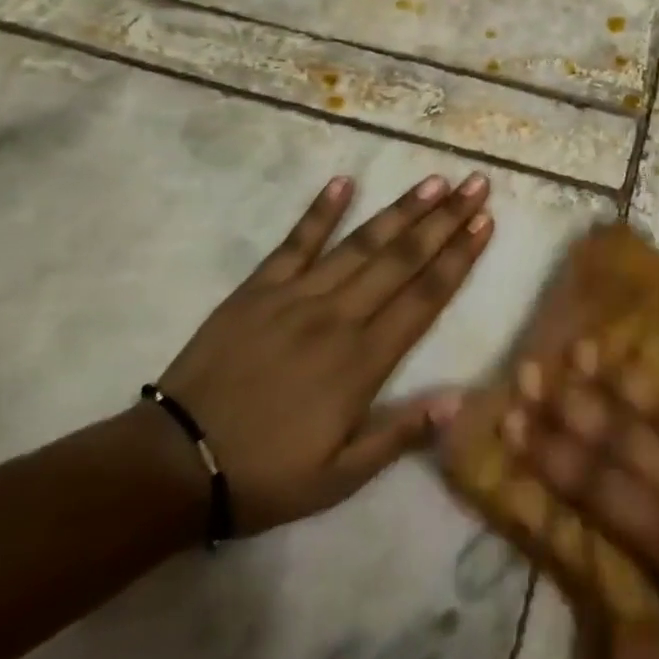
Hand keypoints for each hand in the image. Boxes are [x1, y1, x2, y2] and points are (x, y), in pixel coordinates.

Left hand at [156, 172, 493, 534]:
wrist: (172, 466)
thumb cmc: (266, 474)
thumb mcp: (340, 477)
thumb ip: (400, 435)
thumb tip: (460, 400)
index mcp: (363, 361)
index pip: (424, 297)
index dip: (458, 257)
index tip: (485, 222)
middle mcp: (338, 317)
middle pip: (402, 259)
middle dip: (444, 220)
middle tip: (475, 184)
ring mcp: (296, 297)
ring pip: (360, 244)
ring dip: (401, 210)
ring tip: (434, 181)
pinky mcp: (257, 289)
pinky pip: (295, 243)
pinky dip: (320, 211)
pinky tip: (343, 182)